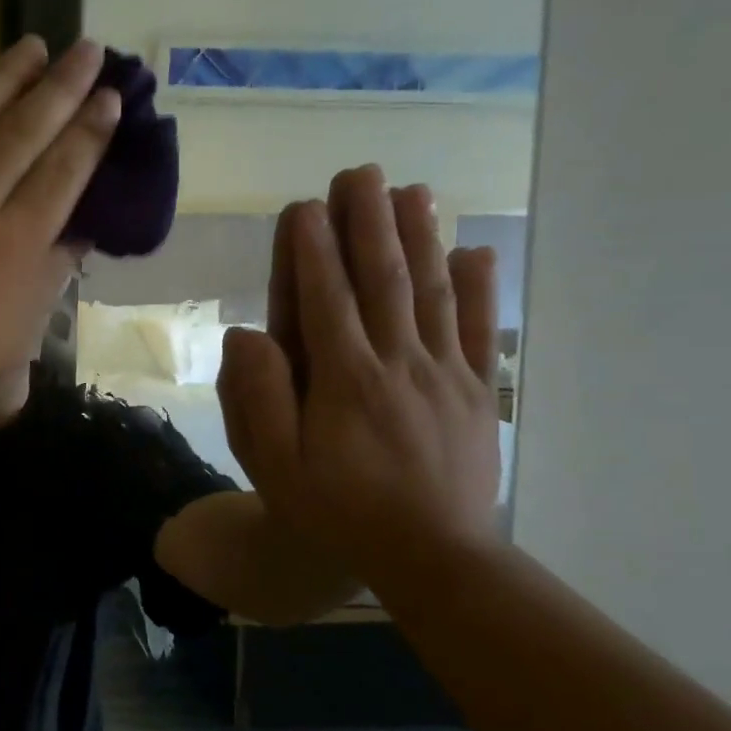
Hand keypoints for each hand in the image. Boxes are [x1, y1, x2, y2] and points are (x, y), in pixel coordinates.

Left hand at [0, 36, 119, 423]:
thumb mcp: (11, 336)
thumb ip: (48, 279)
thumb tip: (78, 232)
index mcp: (13, 242)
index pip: (64, 171)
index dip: (90, 131)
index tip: (109, 97)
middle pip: (27, 128)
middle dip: (64, 85)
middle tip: (88, 49)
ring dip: (7, 73)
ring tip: (34, 45)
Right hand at [216, 166, 501, 575]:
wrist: (436, 557)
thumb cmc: (340, 511)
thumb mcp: (277, 467)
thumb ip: (259, 399)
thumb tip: (248, 334)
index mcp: (344, 379)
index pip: (325, 299)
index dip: (313, 249)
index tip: (305, 205)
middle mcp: (397, 362)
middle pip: (382, 279)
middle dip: (368, 222)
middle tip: (360, 172)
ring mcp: (444, 374)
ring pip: (432, 292)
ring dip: (420, 237)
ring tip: (412, 190)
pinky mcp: (475, 392)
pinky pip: (478, 330)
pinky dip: (481, 288)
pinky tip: (478, 251)